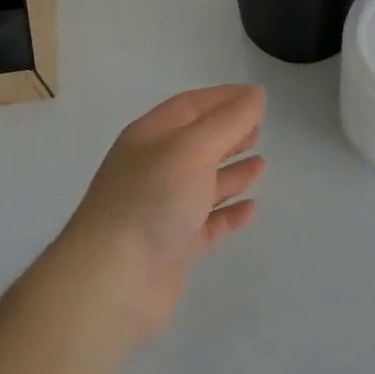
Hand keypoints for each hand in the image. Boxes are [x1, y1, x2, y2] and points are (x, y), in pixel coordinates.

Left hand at [57, 85, 267, 340]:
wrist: (113, 280)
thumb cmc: (152, 199)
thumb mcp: (192, 149)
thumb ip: (228, 121)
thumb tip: (256, 94)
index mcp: (150, 136)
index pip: (191, 106)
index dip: (224, 99)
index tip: (258, 97)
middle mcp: (153, 167)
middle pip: (196, 142)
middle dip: (228, 133)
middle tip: (260, 130)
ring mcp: (162, 207)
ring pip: (202, 182)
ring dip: (231, 171)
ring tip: (262, 164)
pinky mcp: (172, 245)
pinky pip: (206, 222)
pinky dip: (228, 212)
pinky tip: (251, 209)